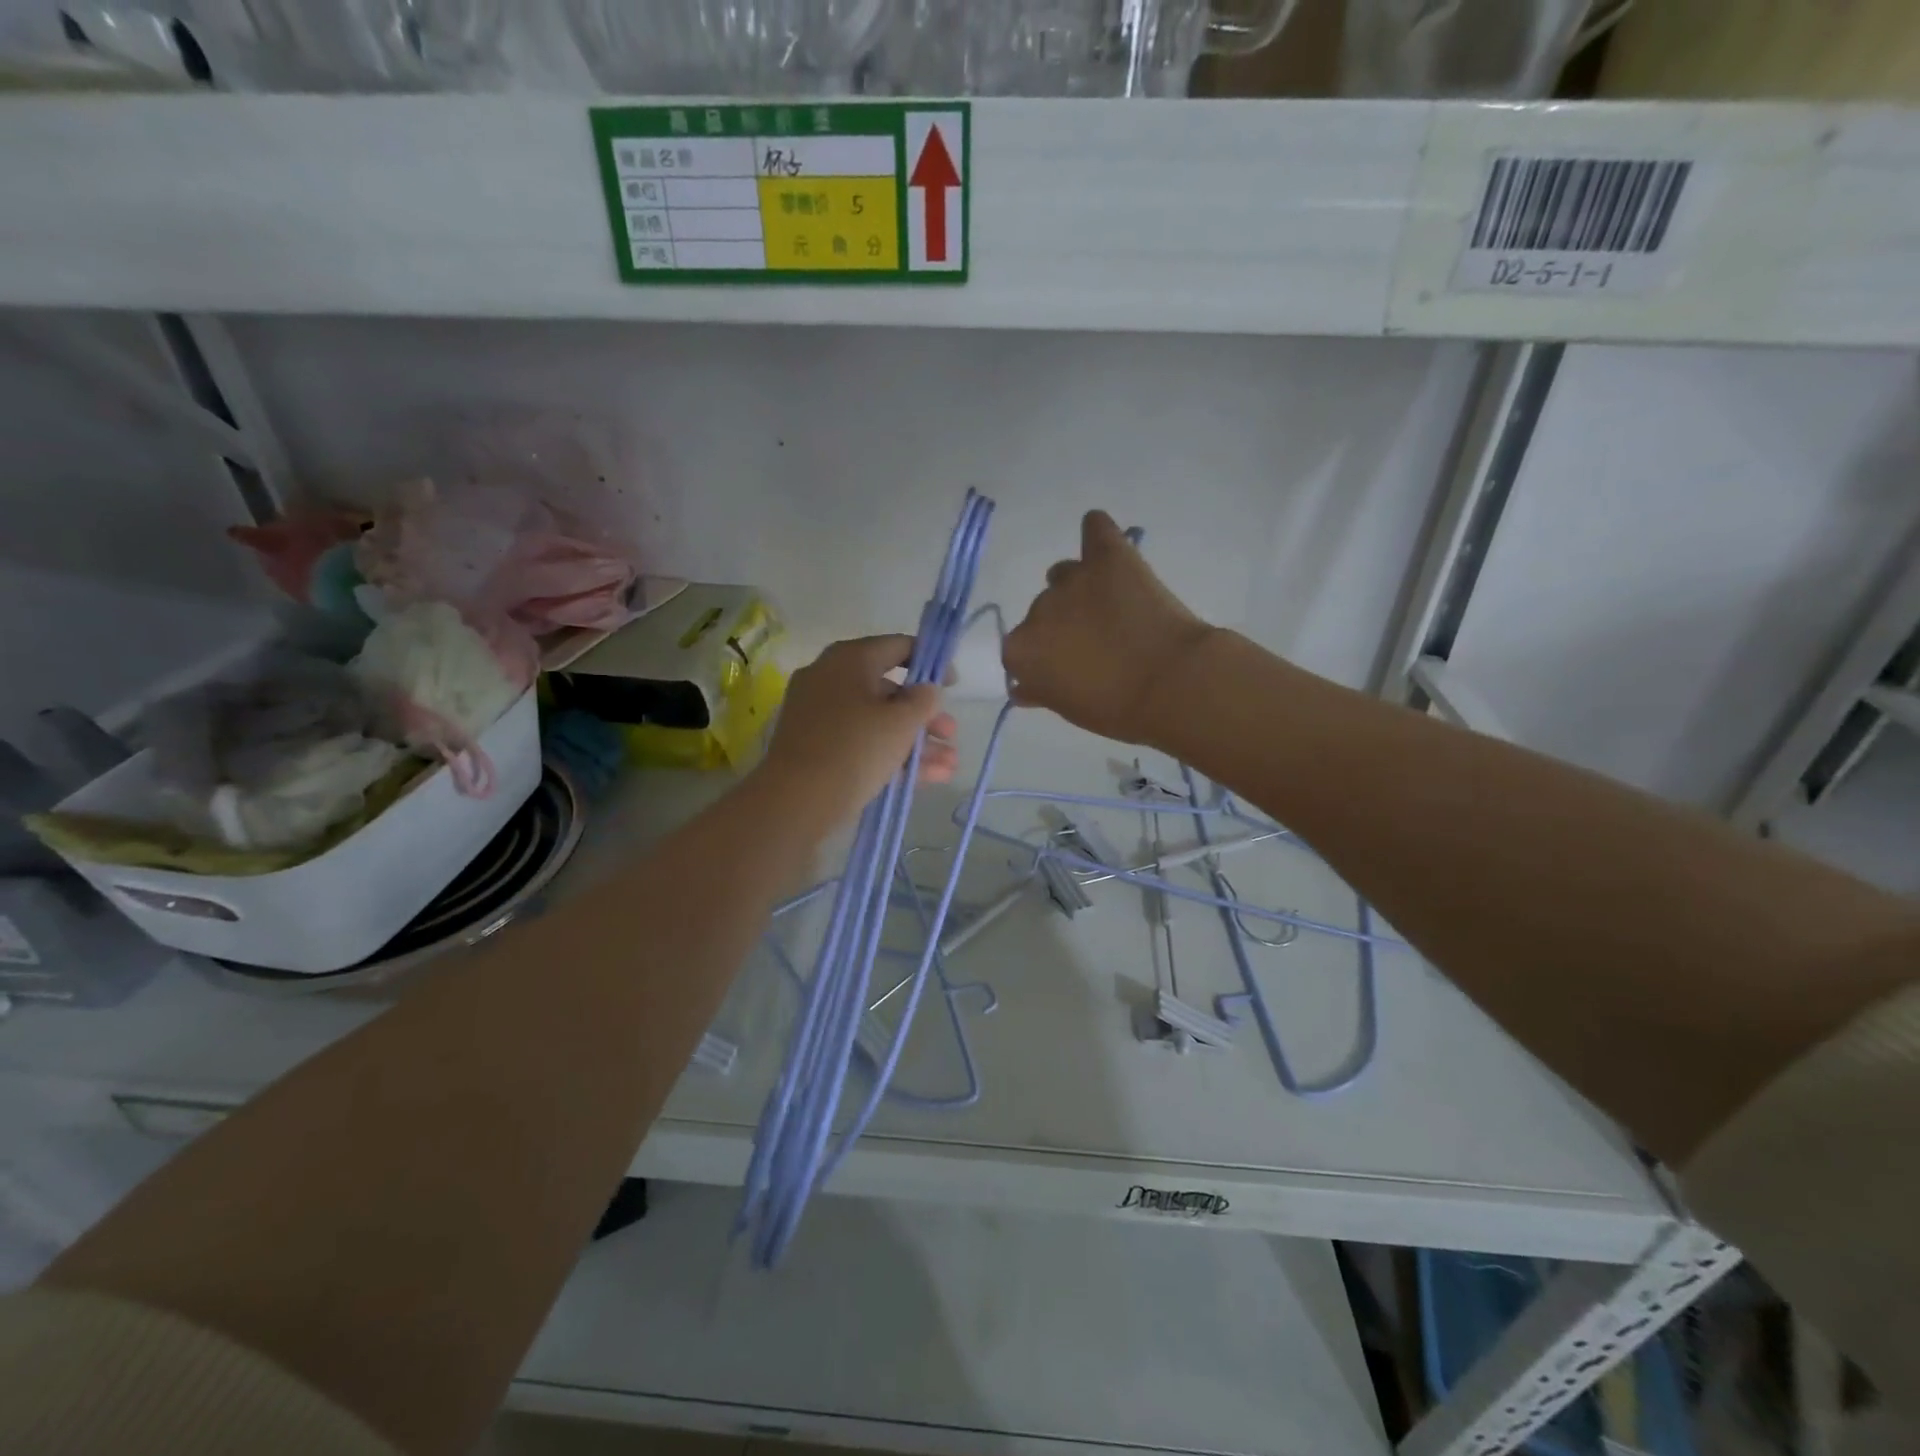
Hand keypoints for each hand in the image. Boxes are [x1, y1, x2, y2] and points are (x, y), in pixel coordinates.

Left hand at [758, 635, 958, 828]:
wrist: (797, 800)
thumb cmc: (856, 748)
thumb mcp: (901, 722)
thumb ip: (924, 700)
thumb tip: (926, 690)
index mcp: (848, 659)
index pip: (897, 646)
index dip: (931, 662)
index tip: (953, 684)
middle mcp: (830, 679)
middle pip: (889, 690)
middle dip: (926, 715)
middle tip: (951, 734)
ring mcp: (820, 714)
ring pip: (878, 721)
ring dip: (916, 742)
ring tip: (948, 765)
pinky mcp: (817, 747)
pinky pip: (861, 742)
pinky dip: (892, 755)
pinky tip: (928, 778)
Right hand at [1003, 510, 1213, 745]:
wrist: (1172, 685)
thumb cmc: (1118, 710)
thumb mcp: (1069, 709)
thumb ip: (1041, 692)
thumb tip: (1023, 687)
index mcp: (1021, 651)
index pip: (1021, 650)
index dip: (1045, 658)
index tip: (1067, 668)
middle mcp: (1037, 610)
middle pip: (1043, 612)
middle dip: (1064, 625)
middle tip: (1098, 643)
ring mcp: (1072, 579)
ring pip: (1064, 574)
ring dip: (1079, 587)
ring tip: (1110, 606)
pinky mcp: (1108, 556)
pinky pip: (1095, 529)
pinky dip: (1097, 534)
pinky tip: (1104, 542)